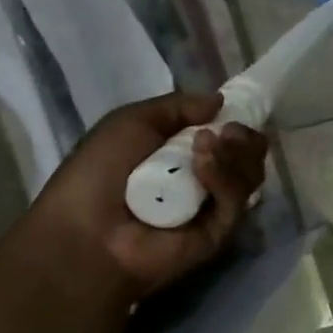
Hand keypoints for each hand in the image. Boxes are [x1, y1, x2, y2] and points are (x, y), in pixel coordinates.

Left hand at [19, 91, 269, 297]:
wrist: (83, 232)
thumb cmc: (98, 172)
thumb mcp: (132, 121)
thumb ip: (179, 106)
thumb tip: (221, 101)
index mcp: (186, 154)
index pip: (231, 136)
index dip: (239, 120)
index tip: (236, 109)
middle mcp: (207, 179)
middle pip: (250, 154)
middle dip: (244, 137)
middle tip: (227, 131)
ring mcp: (215, 207)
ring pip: (250, 173)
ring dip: (234, 152)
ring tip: (205, 145)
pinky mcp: (219, 232)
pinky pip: (235, 198)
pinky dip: (223, 176)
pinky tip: (201, 166)